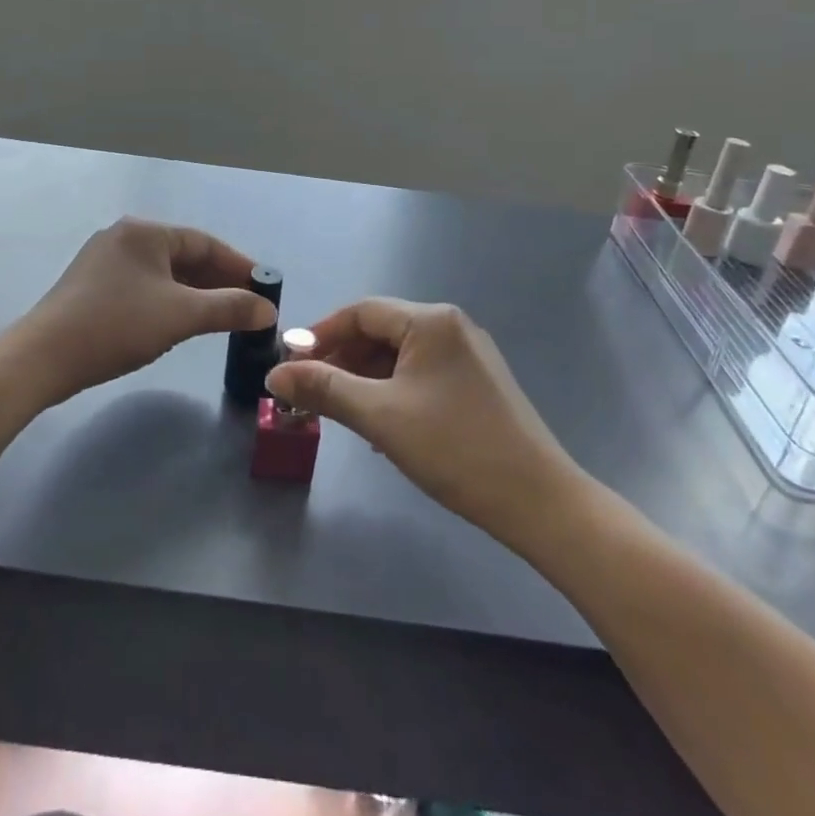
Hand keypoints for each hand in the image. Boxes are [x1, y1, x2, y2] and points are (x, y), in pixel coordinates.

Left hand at [11, 218, 274, 407]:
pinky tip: (181, 322)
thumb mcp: (181, 315)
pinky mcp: (93, 286)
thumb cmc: (117, 325)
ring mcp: (105, 261)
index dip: (238, 265)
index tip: (264, 287)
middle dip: (218, 281)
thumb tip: (267, 309)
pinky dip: (169, 301)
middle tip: (248, 307)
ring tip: (222, 318)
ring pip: (164, 274)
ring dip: (195, 294)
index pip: (204, 242)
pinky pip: (144, 286)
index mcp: (144, 232)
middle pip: (184, 256)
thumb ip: (230, 308)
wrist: (43, 358)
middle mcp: (124, 237)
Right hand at [267, 299, 588, 543]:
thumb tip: (274, 375)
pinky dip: (392, 392)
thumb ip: (324, 389)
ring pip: (400, 357)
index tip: (290, 364)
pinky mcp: (478, 384)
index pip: (360, 313)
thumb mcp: (380, 416)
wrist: (540, 502)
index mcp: (430, 321)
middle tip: (310, 393)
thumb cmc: (455, 448)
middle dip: (341, 360)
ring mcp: (468, 356)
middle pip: (380, 332)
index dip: (320, 334)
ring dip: (364, 379)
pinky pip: (421, 375)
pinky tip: (381, 425)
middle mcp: (451, 327)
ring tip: (340, 412)